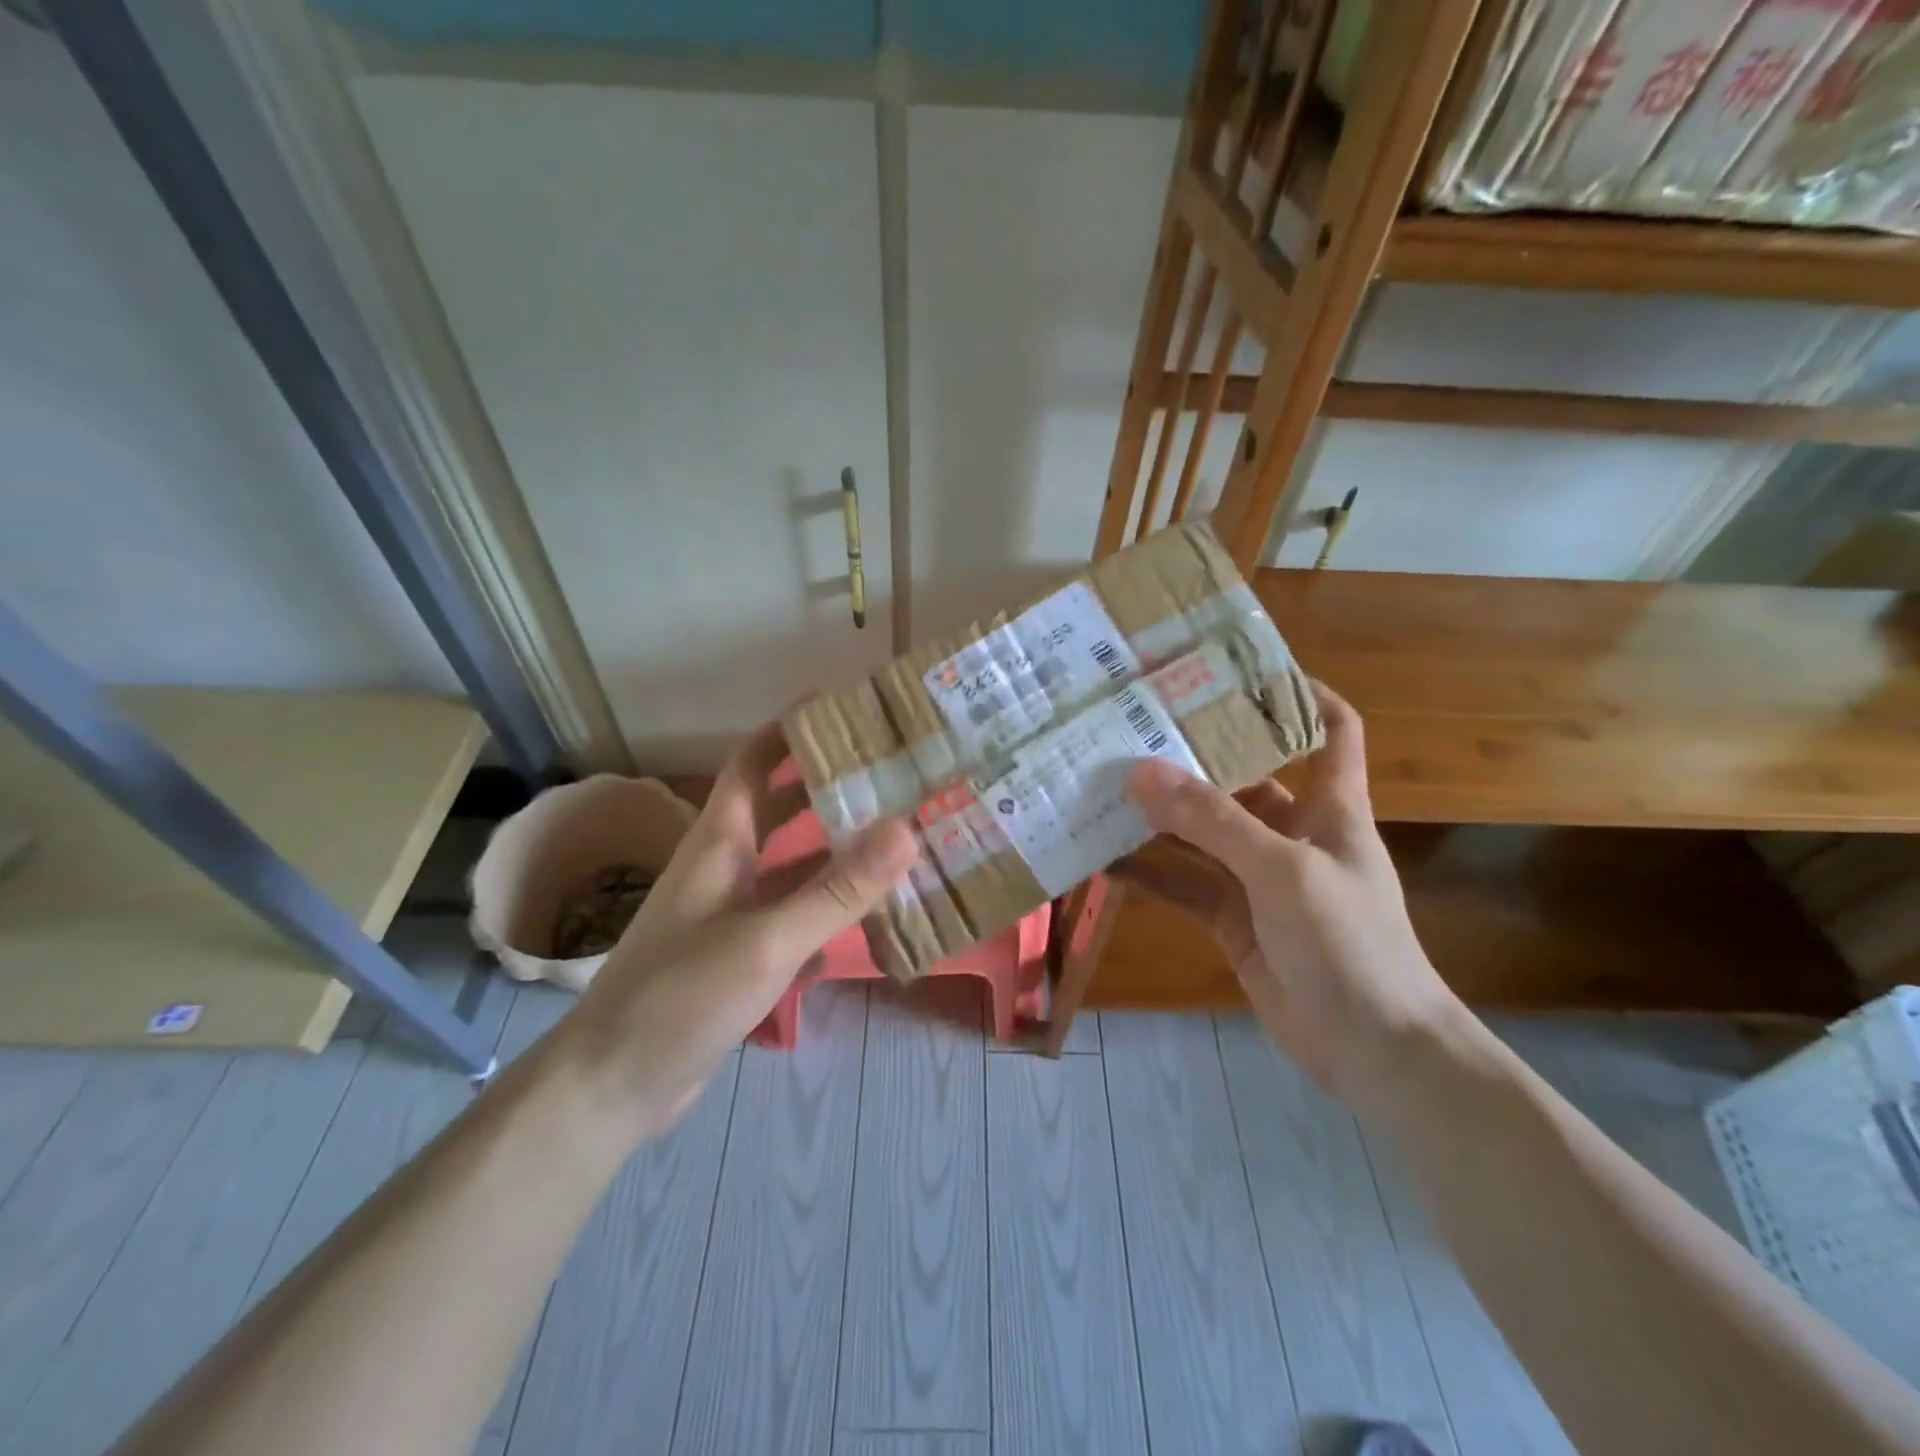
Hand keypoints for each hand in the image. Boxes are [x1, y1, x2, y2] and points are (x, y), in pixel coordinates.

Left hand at [554, 722, 916, 1143]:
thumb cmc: (680, 996)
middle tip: (898, 773)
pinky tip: (879, 917)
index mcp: (721, 841)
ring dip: (842, 852)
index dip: (793, 728)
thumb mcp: (766, 940)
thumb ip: (837, 890)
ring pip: (797, 866)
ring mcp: (735, 911)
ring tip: (904, 837)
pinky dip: (834, 909)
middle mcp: (728, 865)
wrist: (615, 1085)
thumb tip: (906, 829)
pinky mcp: (745, 954)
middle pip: (784, 808)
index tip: (848, 707)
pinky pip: (798, 915)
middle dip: (833, 786)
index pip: (755, 761)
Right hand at [1117, 682, 1455, 1101]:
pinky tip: (1105, 861)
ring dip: (1159, 818)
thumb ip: (1211, 820)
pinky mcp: (1234, 920)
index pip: (1331, 730)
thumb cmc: (1348, 940)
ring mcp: (1260, 879)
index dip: (1300, 694)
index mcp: (1329, 806)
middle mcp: (1293, 833)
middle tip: (1132, 729)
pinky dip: (1150, 875)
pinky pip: (1185, 886)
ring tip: (1103, 789)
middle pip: (1242, 780)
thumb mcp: (1281, 869)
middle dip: (1193, 758)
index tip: (1241, 671)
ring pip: (1202, 836)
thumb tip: (1142, 771)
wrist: (1373, 1049)